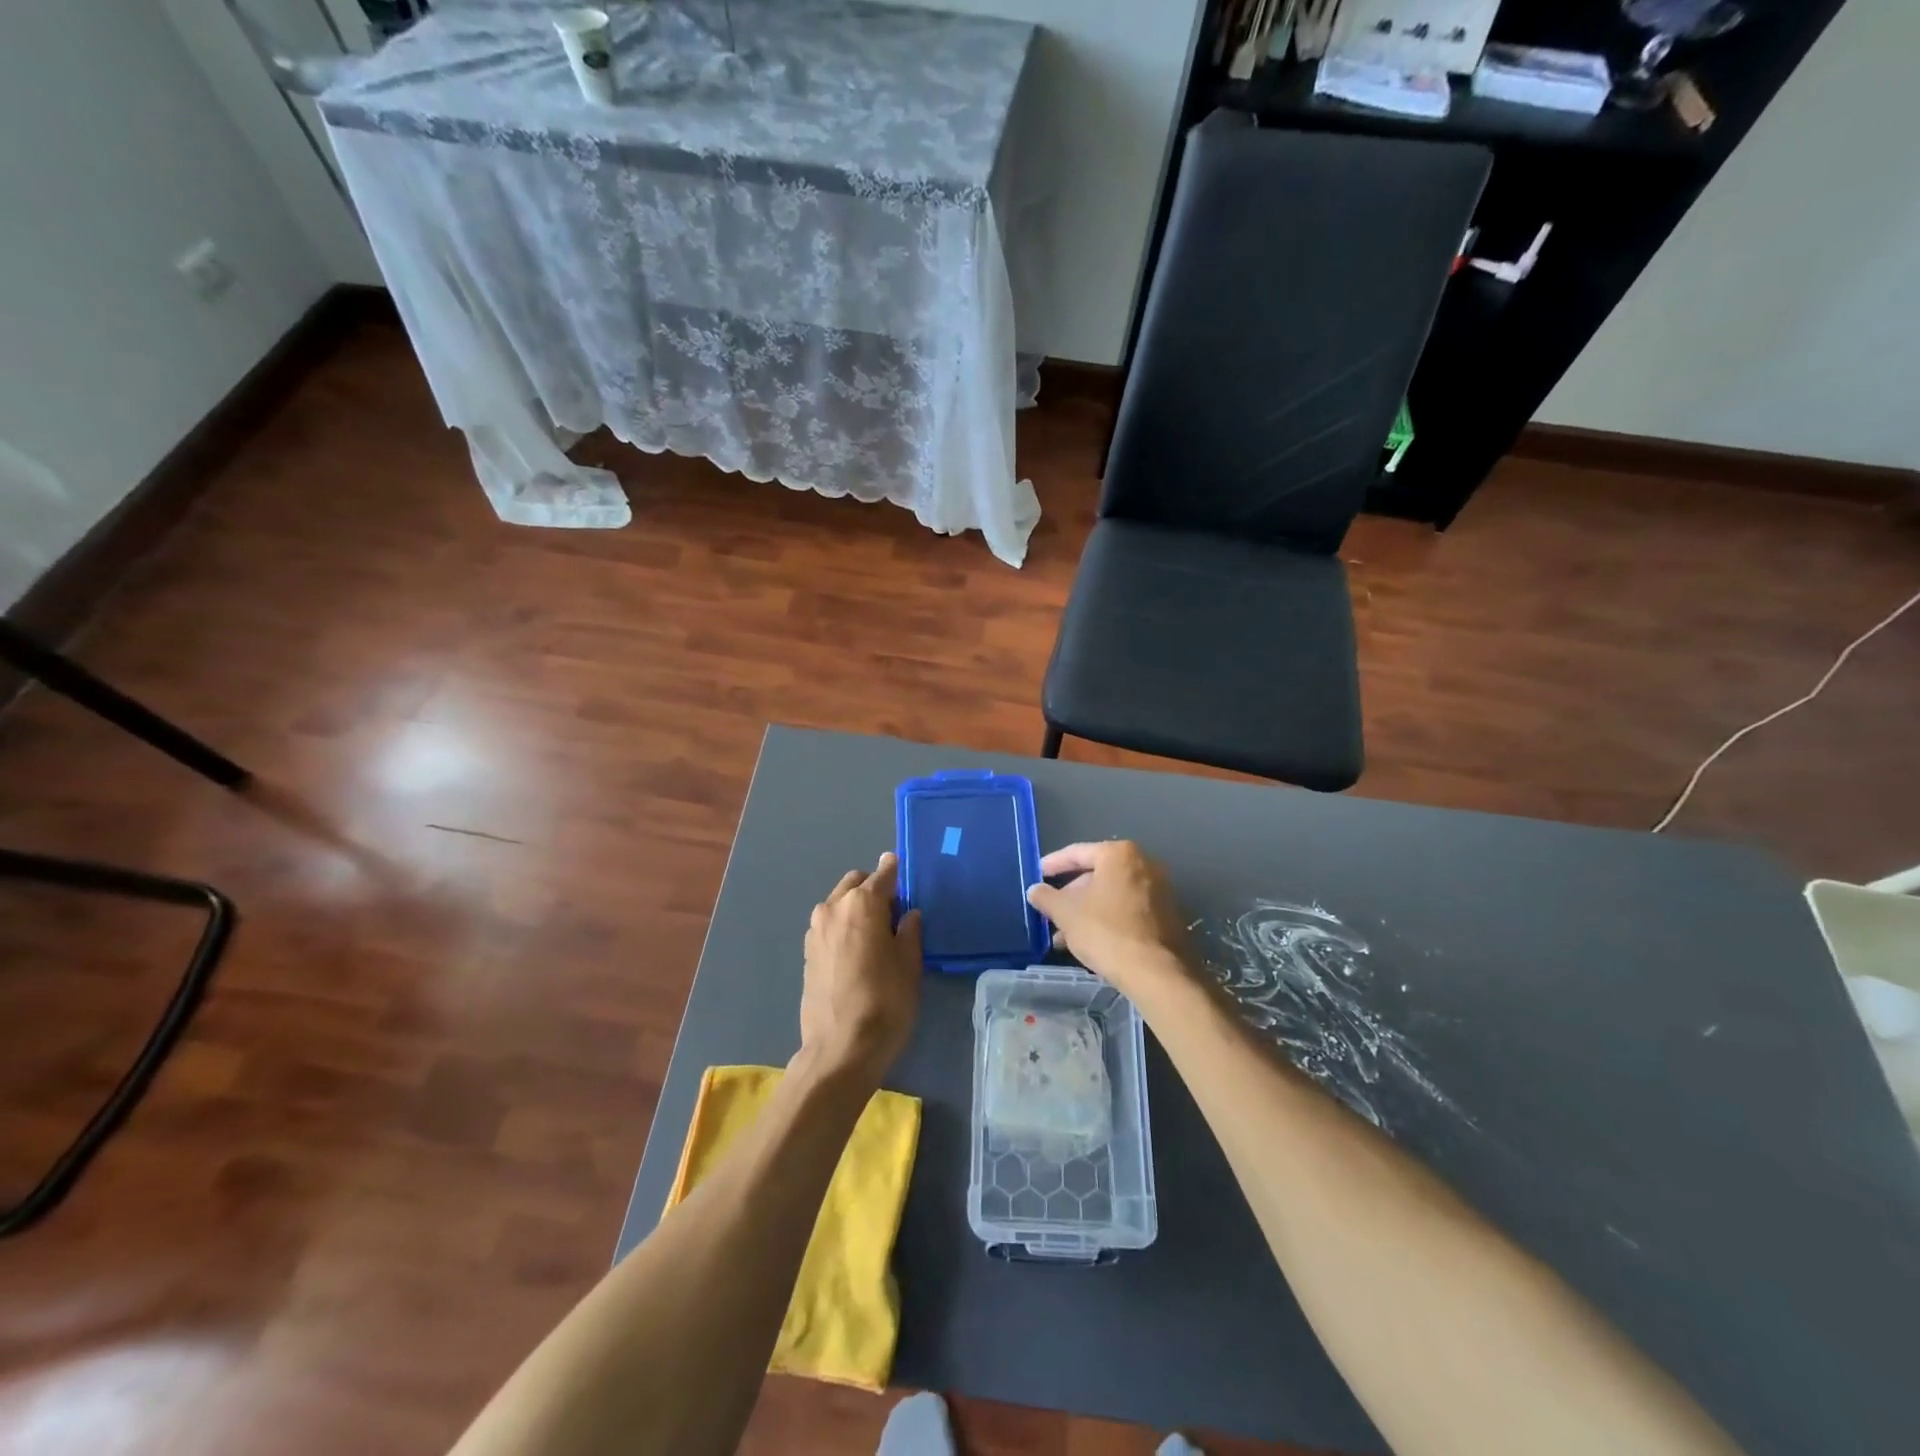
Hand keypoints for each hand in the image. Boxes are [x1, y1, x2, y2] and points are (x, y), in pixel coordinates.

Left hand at [798, 852, 921, 1086]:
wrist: (840, 1049)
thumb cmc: (885, 1002)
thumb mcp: (910, 965)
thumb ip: (909, 931)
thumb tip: (907, 914)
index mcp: (862, 904)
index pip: (883, 875)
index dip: (896, 871)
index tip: (903, 868)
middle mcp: (833, 908)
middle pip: (856, 884)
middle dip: (873, 889)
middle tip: (894, 912)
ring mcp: (815, 930)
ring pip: (839, 903)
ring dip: (856, 907)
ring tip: (876, 933)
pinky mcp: (807, 953)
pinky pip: (829, 925)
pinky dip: (843, 926)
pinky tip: (857, 951)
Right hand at [1026, 841, 1191, 999]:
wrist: (1157, 973)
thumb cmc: (1106, 932)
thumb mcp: (1066, 913)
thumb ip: (1046, 897)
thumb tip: (1035, 890)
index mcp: (1119, 854)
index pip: (1076, 852)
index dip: (1052, 865)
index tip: (1037, 876)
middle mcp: (1143, 863)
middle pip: (1096, 873)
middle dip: (1071, 894)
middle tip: (1051, 912)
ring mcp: (1159, 889)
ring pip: (1111, 894)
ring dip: (1086, 910)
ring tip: (1064, 935)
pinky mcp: (1167, 914)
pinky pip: (1127, 908)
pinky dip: (1107, 918)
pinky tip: (1090, 941)